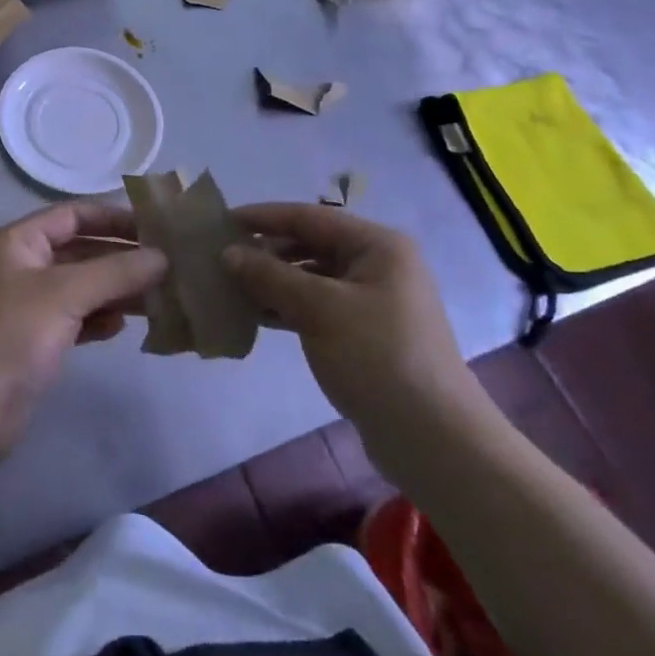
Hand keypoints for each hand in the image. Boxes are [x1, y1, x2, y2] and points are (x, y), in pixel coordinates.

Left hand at [0, 202, 166, 458]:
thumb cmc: (10, 337)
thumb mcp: (64, 295)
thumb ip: (116, 272)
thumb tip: (163, 257)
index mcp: (17, 242)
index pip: (72, 215)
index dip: (113, 218)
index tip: (155, 228)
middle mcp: (20, 266)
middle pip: (79, 251)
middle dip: (120, 258)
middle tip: (167, 266)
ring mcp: (26, 305)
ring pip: (80, 287)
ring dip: (115, 291)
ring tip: (157, 298)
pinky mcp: (33, 341)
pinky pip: (74, 318)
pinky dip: (98, 319)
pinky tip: (122, 327)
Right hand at [227, 205, 490, 463]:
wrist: (434, 438)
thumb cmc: (377, 357)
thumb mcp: (319, 309)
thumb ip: (271, 276)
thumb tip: (228, 253)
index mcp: (377, 245)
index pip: (309, 217)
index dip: (263, 217)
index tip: (222, 221)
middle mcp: (378, 265)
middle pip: (311, 245)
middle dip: (266, 251)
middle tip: (220, 257)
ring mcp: (373, 301)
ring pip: (312, 278)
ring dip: (273, 280)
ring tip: (229, 286)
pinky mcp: (366, 333)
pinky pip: (318, 306)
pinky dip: (288, 306)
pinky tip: (255, 314)